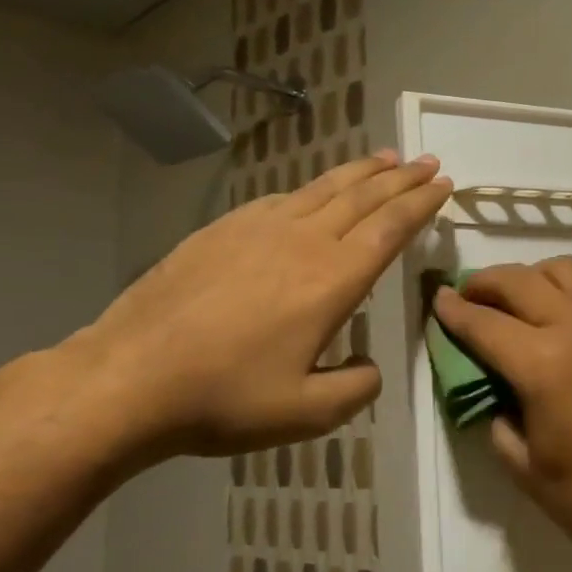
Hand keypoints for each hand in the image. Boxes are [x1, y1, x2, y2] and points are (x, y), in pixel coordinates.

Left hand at [70, 151, 451, 465]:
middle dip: (401, 177)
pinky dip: (312, 187)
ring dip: (360, 171)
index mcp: (331, 281)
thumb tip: (369, 365)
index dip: (420, 203)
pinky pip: (281, 198)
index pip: (389, 228)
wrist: (128, 378)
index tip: (443, 184)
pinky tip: (314, 191)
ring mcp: (257, 229)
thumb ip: (356, 388)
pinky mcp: (221, 230)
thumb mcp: (307, 413)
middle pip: (363, 196)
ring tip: (386, 158)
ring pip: (323, 187)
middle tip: (427, 161)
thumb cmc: (224, 398)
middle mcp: (301, 241)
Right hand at [431, 257, 571, 567]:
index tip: (439, 298)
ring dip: (532, 277)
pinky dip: (569, 293)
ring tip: (519, 299)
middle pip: (521, 281)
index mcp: (544, 366)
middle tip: (469, 292)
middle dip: (486, 282)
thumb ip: (495, 406)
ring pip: (565, 270)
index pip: (486, 323)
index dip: (455, 310)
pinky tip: (561, 319)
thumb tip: (489, 374)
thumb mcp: (519, 460)